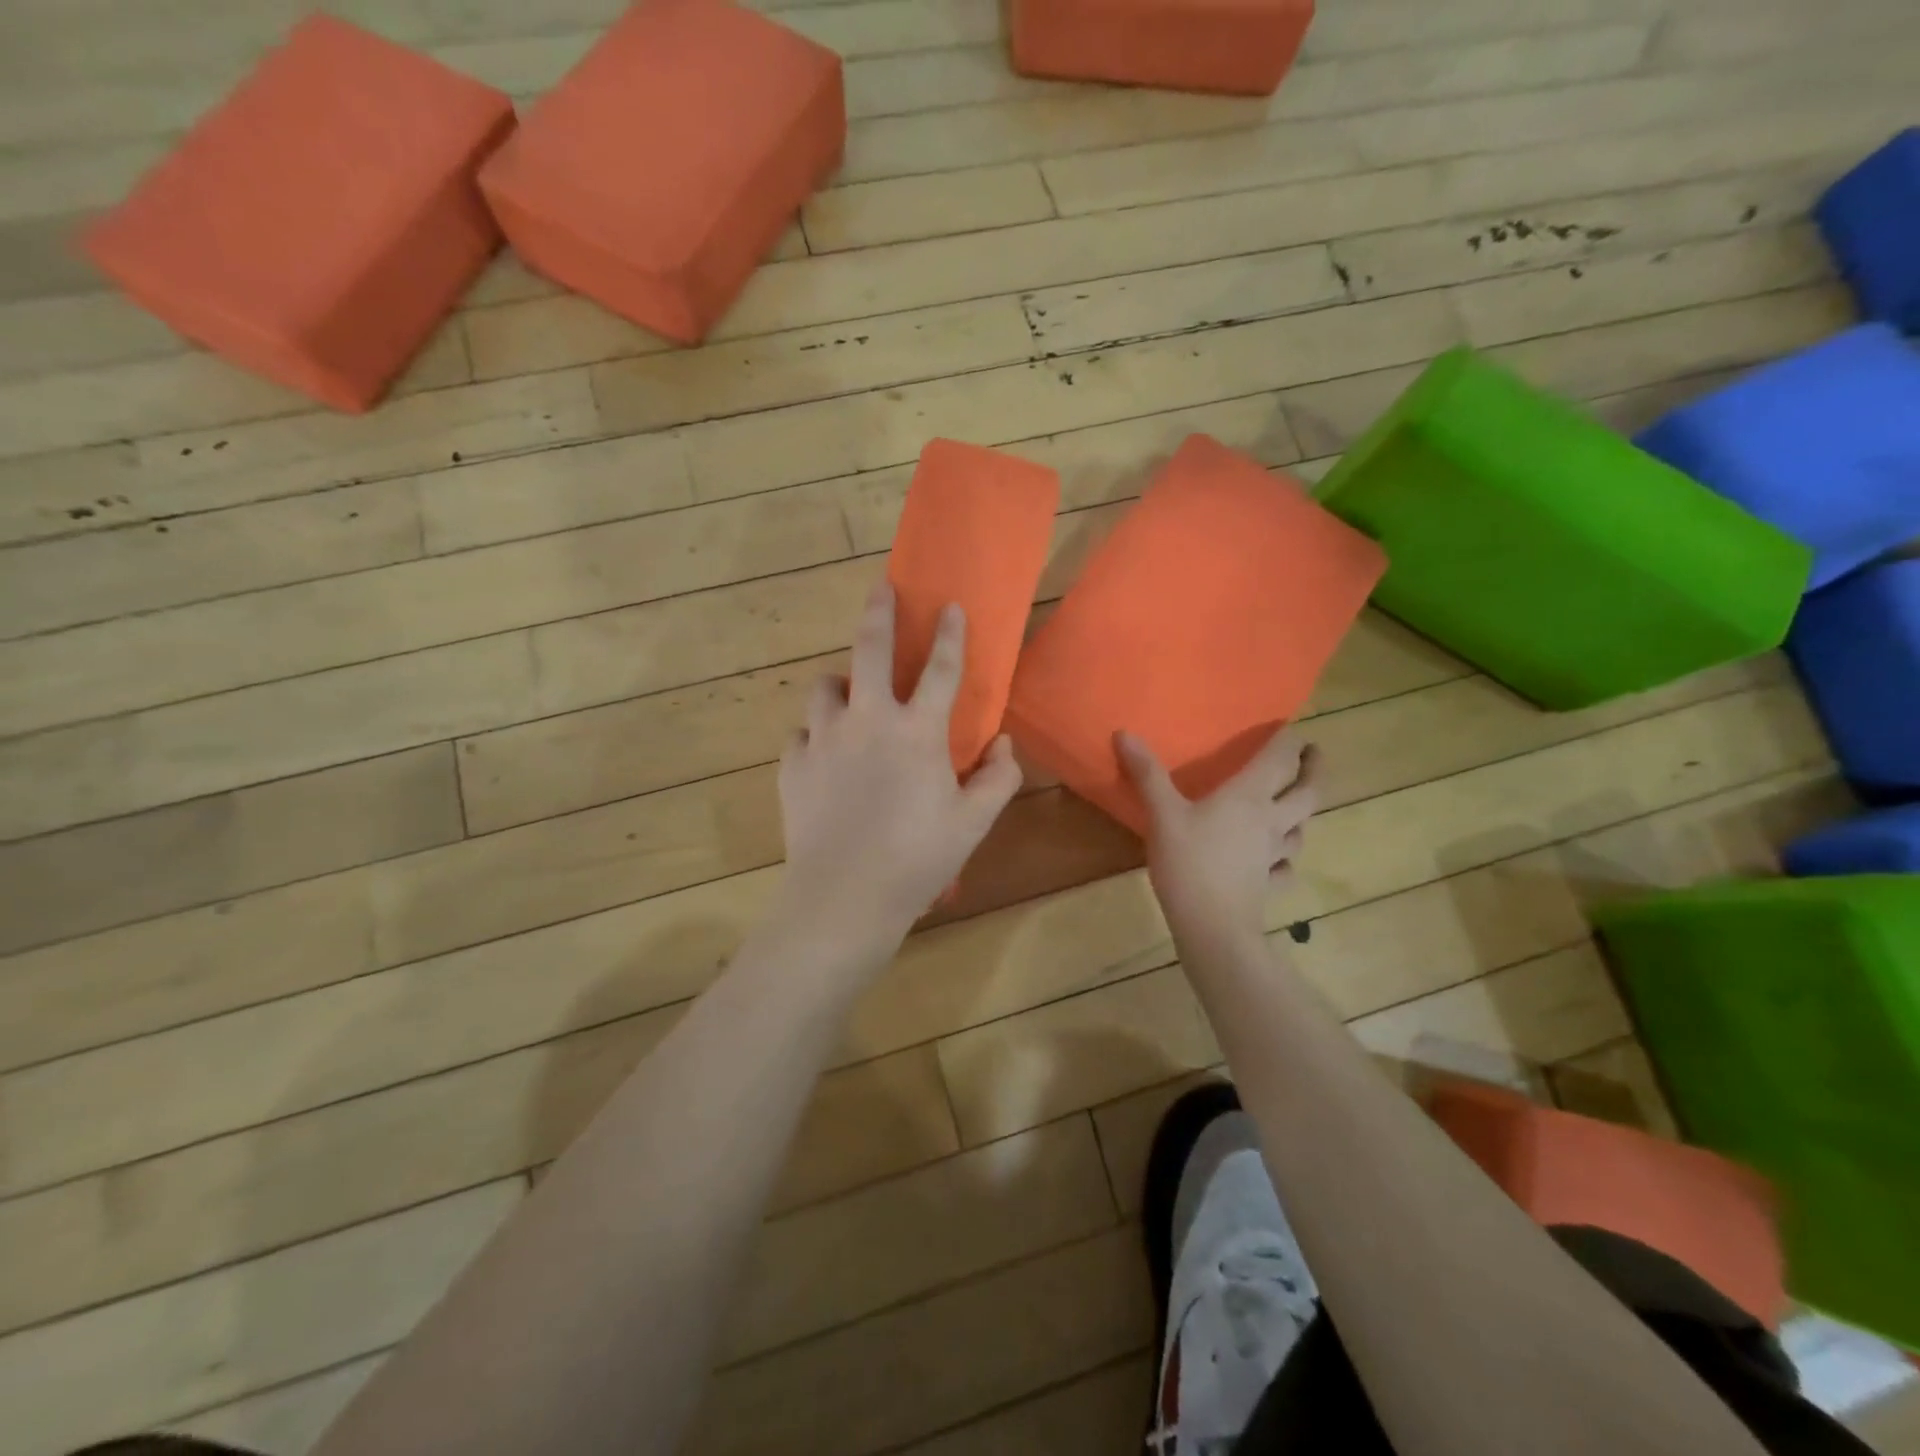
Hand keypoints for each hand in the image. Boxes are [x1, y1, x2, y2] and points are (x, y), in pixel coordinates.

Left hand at [777, 584, 1023, 946]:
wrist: (844, 896)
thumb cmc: (918, 859)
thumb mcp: (973, 823)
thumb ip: (998, 778)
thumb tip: (1004, 744)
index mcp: (917, 732)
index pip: (941, 670)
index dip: (951, 635)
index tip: (951, 605)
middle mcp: (868, 721)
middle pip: (869, 649)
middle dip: (878, 612)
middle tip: (880, 588)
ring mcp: (823, 739)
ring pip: (824, 687)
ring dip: (840, 683)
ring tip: (848, 696)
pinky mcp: (792, 764)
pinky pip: (802, 734)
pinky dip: (815, 735)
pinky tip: (824, 755)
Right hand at [1116, 728, 1321, 948]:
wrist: (1213, 926)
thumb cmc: (1189, 863)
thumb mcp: (1162, 814)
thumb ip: (1147, 774)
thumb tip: (1124, 732)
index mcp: (1249, 797)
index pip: (1280, 759)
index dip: (1288, 740)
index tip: (1291, 728)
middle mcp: (1271, 821)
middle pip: (1307, 791)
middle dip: (1314, 769)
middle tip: (1313, 754)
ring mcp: (1274, 855)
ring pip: (1302, 828)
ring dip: (1303, 812)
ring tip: (1295, 804)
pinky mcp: (1269, 883)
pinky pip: (1285, 867)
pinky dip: (1286, 859)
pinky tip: (1278, 861)